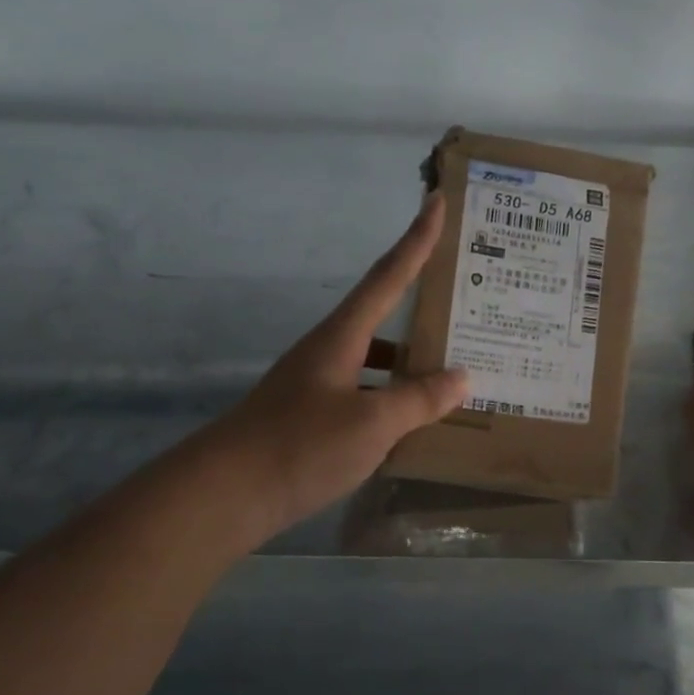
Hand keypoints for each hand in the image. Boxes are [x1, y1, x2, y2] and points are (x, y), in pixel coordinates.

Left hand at [217, 192, 467, 533]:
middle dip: (422, 306)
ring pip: (376, 362)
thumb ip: (419, 400)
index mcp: (342, 337)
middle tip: (467, 305)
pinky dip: (393, 401)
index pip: (388, 276)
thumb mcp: (372, 423)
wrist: (226, 494)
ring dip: (411, 364)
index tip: (436, 200)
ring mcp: (318, 386)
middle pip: (384, 317)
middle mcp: (329, 352)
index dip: (416, 239)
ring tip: (455, 372)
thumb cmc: (301, 446)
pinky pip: (366, 396)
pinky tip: (414, 424)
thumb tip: (462, 377)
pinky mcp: (312, 419)